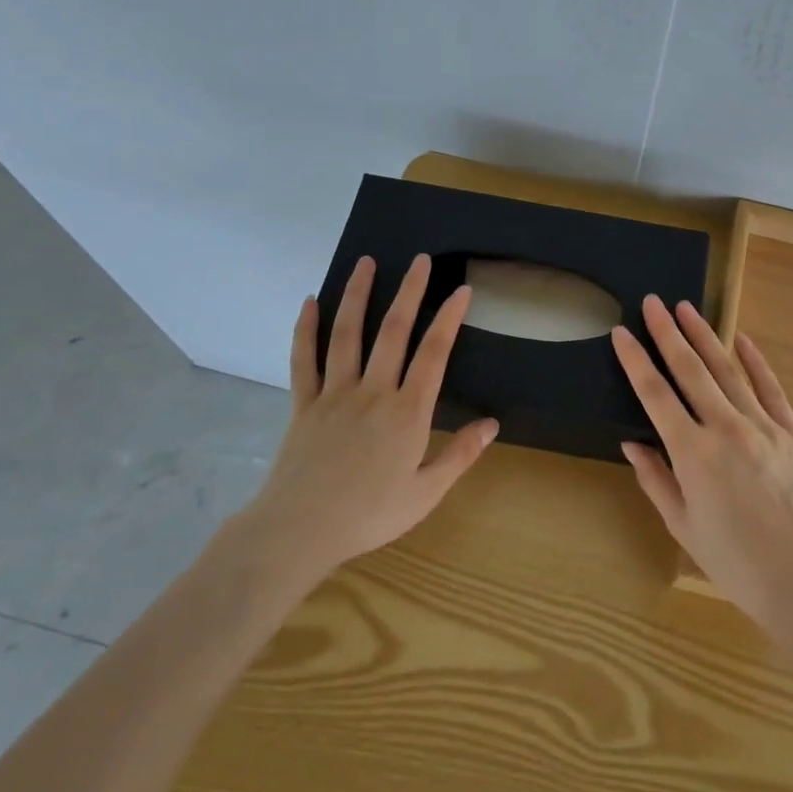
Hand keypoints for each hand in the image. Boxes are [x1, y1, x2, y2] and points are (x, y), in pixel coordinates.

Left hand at [243, 254, 497, 591]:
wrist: (299, 531)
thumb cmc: (369, 515)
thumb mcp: (425, 493)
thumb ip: (460, 455)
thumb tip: (493, 423)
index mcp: (407, 412)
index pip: (434, 353)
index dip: (449, 319)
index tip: (461, 290)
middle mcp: (373, 391)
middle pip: (394, 331)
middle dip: (410, 291)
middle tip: (420, 260)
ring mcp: (335, 393)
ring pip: (348, 334)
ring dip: (358, 295)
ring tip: (367, 263)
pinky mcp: (304, 403)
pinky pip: (304, 359)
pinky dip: (305, 328)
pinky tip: (310, 302)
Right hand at [613, 295, 792, 636]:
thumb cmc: (734, 561)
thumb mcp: (682, 524)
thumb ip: (655, 478)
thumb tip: (633, 441)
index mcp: (693, 454)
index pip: (655, 394)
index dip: (635, 360)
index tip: (621, 332)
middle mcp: (726, 429)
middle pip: (690, 370)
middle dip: (668, 333)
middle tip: (654, 302)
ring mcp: (763, 427)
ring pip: (728, 370)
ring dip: (705, 337)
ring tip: (687, 309)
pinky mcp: (792, 433)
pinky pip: (771, 389)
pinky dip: (756, 362)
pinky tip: (742, 340)